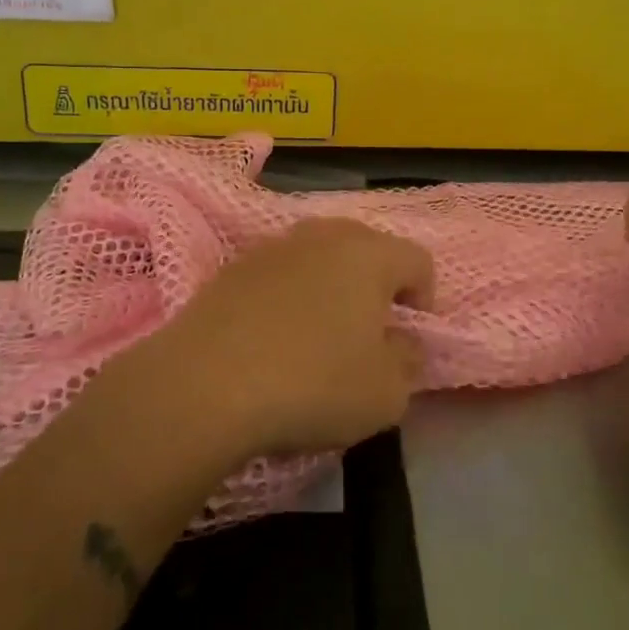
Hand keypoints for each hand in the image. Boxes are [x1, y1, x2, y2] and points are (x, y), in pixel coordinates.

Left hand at [137, 218, 436, 458]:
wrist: (204, 385)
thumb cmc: (313, 384)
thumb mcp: (386, 394)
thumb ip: (408, 362)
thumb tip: (403, 343)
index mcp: (369, 255)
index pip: (417, 260)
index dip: (424, 297)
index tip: (407, 336)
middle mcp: (322, 235)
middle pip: (367, 246)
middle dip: (376, 283)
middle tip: (368, 328)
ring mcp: (272, 246)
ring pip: (319, 254)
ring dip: (330, 284)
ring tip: (319, 331)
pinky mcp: (231, 267)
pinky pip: (278, 272)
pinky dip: (288, 294)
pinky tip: (274, 335)